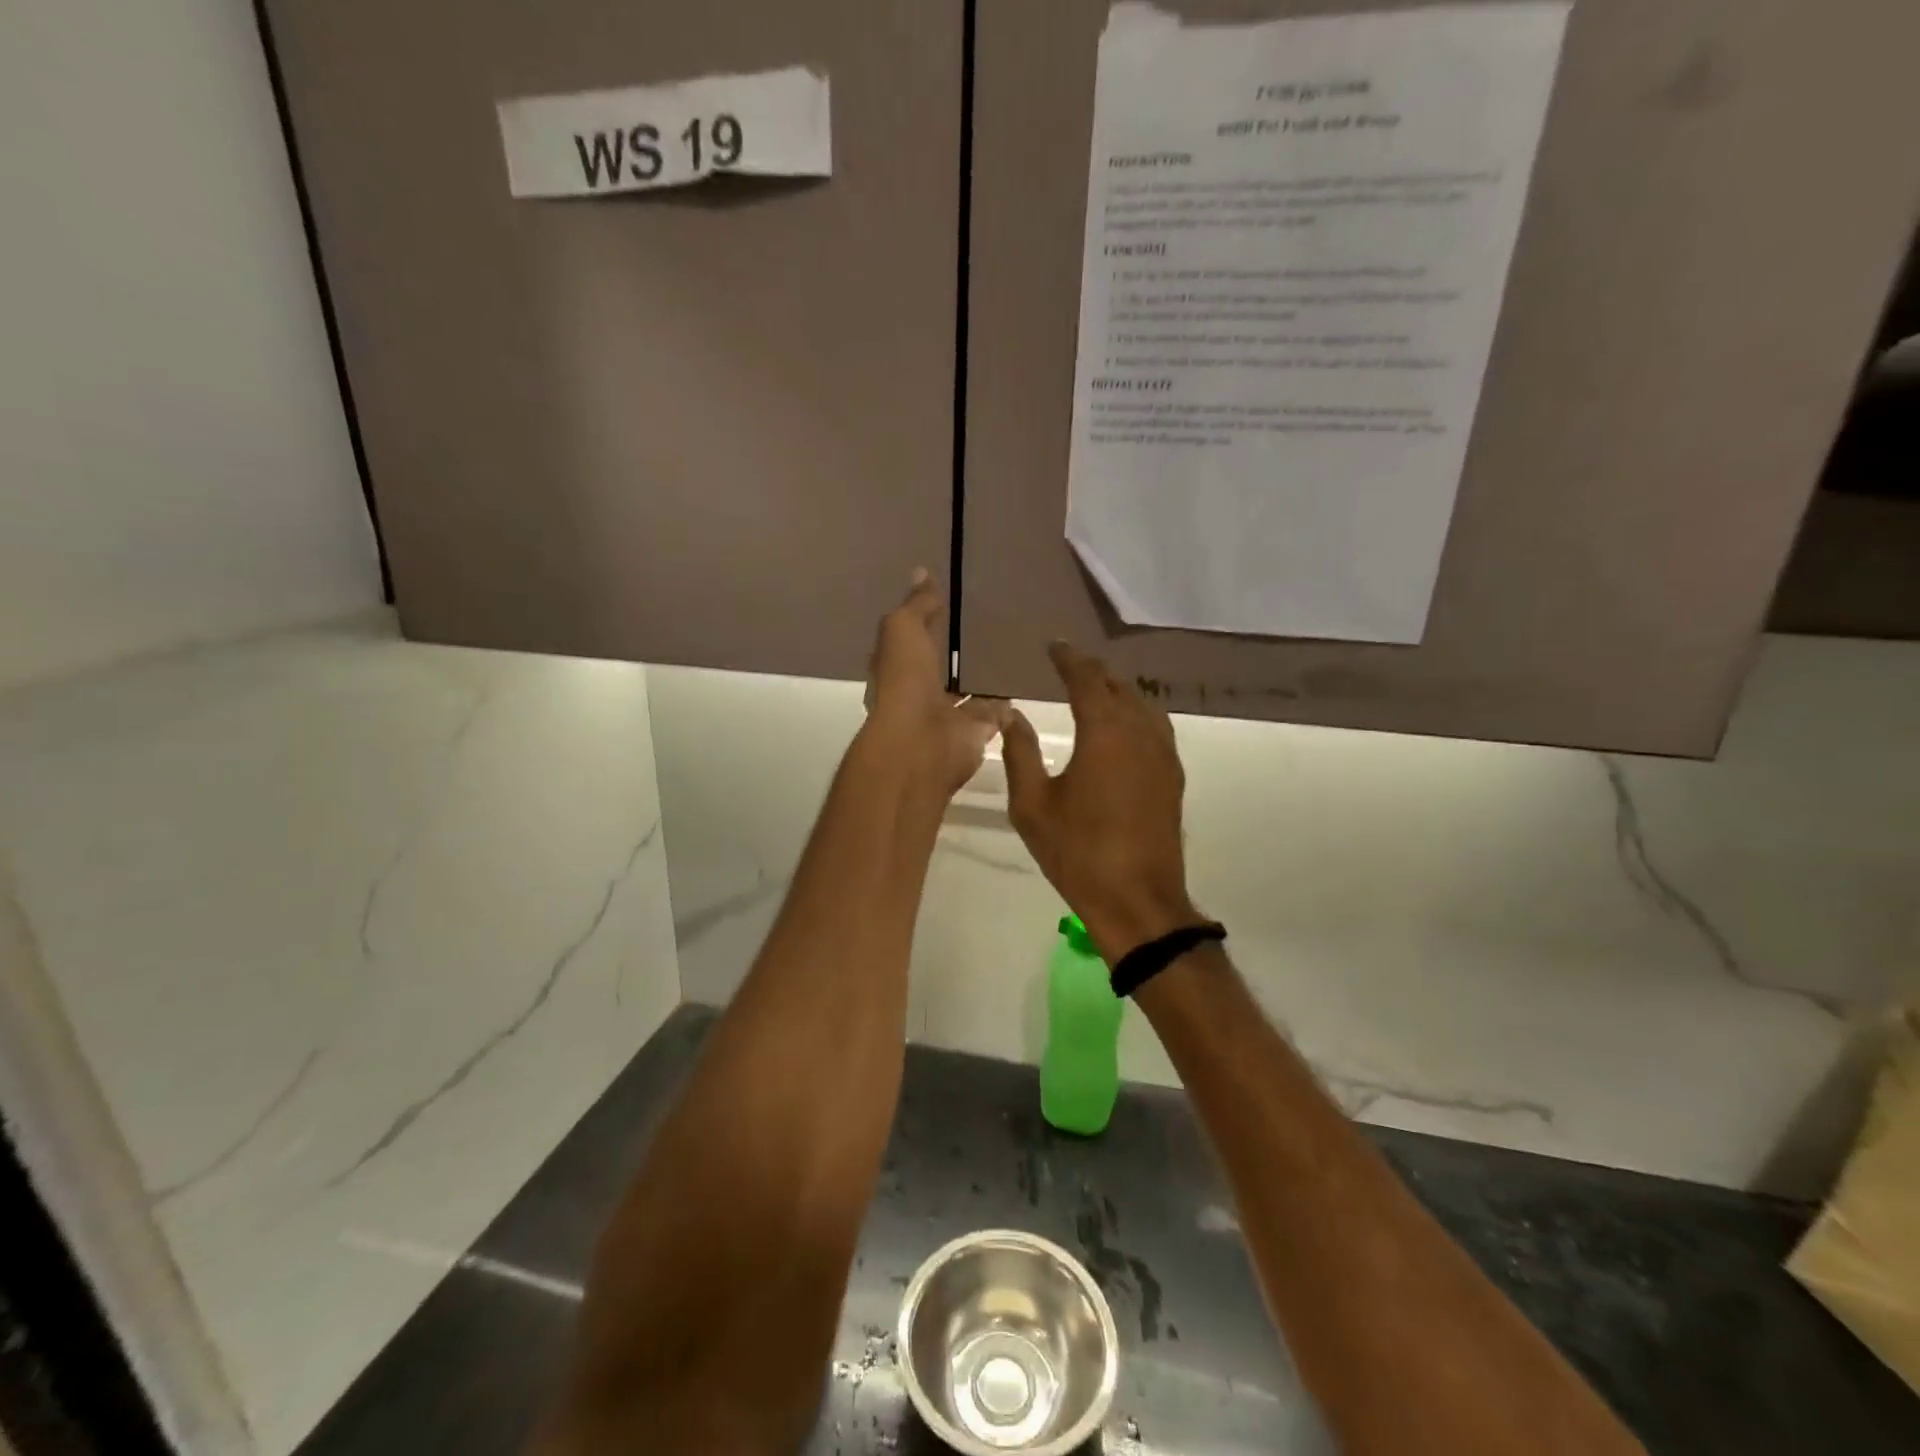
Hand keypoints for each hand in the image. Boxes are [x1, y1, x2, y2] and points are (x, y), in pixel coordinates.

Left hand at [863, 570, 1010, 796]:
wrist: (922, 744)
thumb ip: (917, 606)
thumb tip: (922, 573)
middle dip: (958, 654)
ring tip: (1012, 652)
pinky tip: (1025, 683)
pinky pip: (995, 713)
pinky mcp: (978, 732)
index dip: (924, 622)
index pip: (911, 640)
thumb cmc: (904, 682)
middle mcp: (921, 694)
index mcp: (897, 668)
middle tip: (990, 626)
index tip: (948, 601)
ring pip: (970, 693)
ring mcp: (950, 716)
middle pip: (942, 669)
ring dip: (984, 680)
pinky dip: (1007, 703)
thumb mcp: (903, 630)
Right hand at [1002, 643, 1198, 961]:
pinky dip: (1136, 715)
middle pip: (1118, 686)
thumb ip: (1019, 753)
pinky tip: (1123, 729)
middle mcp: (1139, 732)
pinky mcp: (1172, 777)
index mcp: (1104, 732)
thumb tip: (1012, 715)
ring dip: (1118, 691)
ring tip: (1096, 691)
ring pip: (1142, 705)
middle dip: (1093, 673)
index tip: (1054, 647)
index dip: (1068, 659)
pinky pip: (1156, 728)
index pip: (1086, 679)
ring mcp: (1163, 755)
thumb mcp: (1032, 805)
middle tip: (1070, 667)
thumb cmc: (1077, 852)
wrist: (1136, 900)